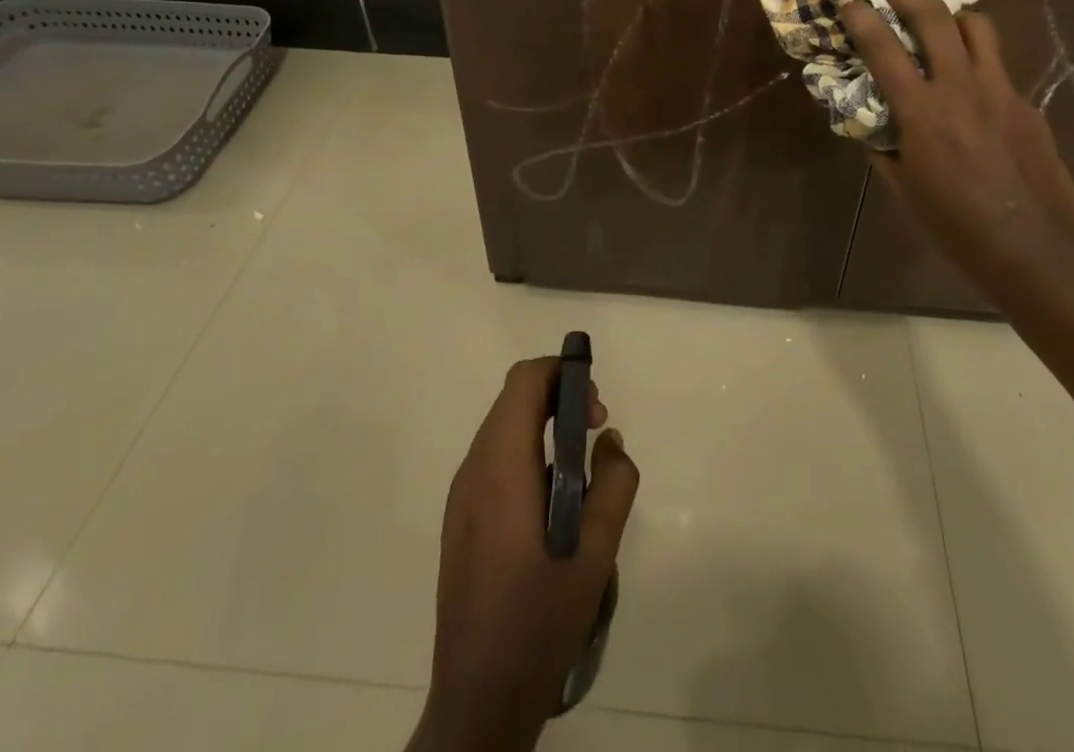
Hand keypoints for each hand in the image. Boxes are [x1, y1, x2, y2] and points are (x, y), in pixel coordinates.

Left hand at [410, 357, 639, 751]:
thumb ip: (613, 483)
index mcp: (501, 467)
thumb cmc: (539, 619)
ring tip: (580, 472)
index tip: (596, 408)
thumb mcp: (597, 552)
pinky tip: (553, 505)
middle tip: (597, 433)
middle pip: (513, 400)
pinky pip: (495, 460)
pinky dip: (527, 454)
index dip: (563, 374)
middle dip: (559, 399)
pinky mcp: (460, 521)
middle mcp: (473, 470)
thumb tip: (609, 442)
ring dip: (544, 427)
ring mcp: (461, 497)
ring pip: (503, 429)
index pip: (524, 381)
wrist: (478, 699)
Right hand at [841, 0, 1073, 285]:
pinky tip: (976, 93)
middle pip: (936, 17)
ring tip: (942, 25)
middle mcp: (961, 87)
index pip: (883, 47)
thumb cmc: (956, 225)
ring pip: (978, 27)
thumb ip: (884, 147)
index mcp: (921, 111)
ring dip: (953, 17)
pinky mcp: (1028, 104)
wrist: (1034, 248)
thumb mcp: (904, 189)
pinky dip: (979, 64)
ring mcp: (1001, 91)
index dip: (861, 17)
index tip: (849, 0)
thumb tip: (874, 123)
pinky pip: (999, 68)